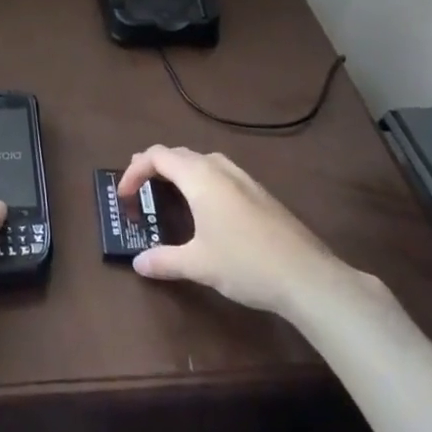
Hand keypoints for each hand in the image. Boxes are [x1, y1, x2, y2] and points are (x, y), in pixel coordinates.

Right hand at [119, 144, 369, 318]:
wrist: (308, 277)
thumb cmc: (245, 264)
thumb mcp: (198, 265)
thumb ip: (164, 261)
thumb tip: (138, 263)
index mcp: (199, 177)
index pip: (156, 156)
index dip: (134, 171)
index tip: (123, 196)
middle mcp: (220, 168)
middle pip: (178, 154)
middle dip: (154, 167)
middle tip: (138, 187)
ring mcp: (244, 178)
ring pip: (201, 161)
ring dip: (179, 171)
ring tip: (167, 191)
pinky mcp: (260, 193)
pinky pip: (219, 173)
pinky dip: (200, 179)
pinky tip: (205, 207)